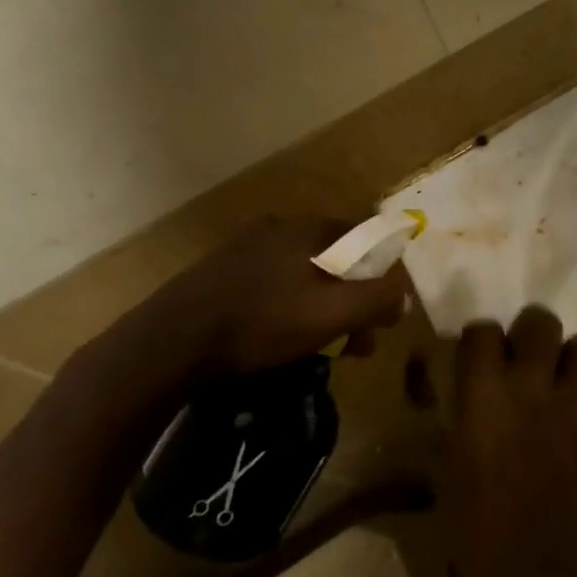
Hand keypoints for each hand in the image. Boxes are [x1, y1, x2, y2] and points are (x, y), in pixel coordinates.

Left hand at [94, 216, 406, 399]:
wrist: (171, 341)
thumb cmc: (262, 322)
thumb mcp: (332, 314)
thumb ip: (377, 300)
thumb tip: (405, 295)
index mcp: (310, 229)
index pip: (366, 237)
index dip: (384, 272)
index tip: (386, 309)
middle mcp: (281, 228)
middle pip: (336, 258)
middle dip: (355, 297)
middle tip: (360, 339)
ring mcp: (247, 248)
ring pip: (304, 273)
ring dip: (324, 306)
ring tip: (327, 348)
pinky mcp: (222, 272)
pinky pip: (274, 283)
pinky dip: (292, 306)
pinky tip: (284, 338)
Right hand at [439, 307, 576, 576]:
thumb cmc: (478, 531)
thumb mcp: (445, 476)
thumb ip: (452, 428)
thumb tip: (455, 408)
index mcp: (485, 393)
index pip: (482, 331)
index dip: (478, 339)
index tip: (476, 355)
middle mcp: (532, 385)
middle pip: (541, 322)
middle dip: (532, 332)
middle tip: (525, 356)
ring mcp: (574, 404)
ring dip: (572, 358)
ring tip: (561, 380)